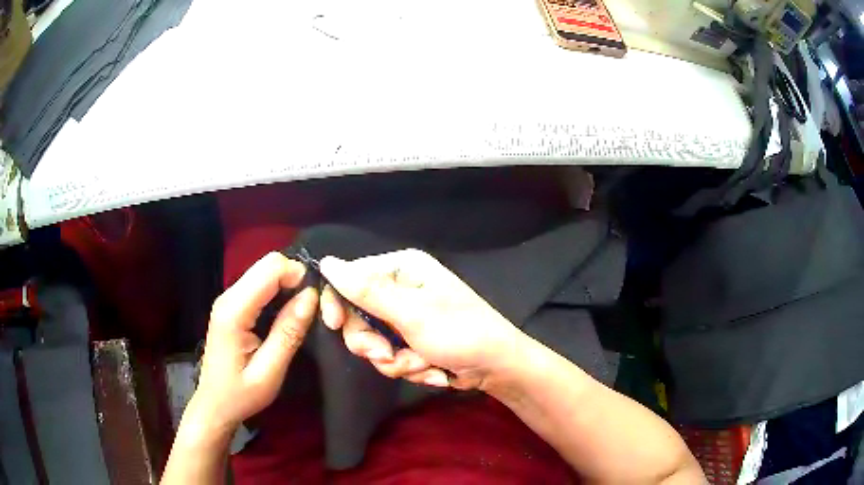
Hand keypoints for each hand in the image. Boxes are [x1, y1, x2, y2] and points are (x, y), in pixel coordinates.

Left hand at [189, 252, 317, 433]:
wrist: (214, 405)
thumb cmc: (240, 394)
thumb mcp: (269, 372)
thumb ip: (288, 333)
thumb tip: (311, 296)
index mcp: (234, 311)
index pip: (270, 269)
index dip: (298, 276)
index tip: (316, 302)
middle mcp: (228, 296)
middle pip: (267, 264)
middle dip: (294, 278)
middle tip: (312, 308)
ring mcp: (228, 299)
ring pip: (265, 272)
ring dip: (288, 284)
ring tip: (303, 312)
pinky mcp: (232, 305)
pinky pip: (260, 284)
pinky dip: (279, 291)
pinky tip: (287, 314)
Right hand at [319, 249, 522, 389]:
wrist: (497, 367)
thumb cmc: (461, 333)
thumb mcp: (412, 314)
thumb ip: (367, 291)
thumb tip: (327, 263)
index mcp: (402, 269)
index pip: (351, 277)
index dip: (338, 302)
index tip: (334, 325)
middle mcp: (400, 288)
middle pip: (357, 315)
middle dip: (373, 343)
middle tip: (389, 356)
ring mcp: (405, 317)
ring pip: (372, 341)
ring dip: (396, 360)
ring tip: (421, 364)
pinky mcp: (410, 340)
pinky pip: (390, 356)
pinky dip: (409, 366)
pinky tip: (432, 370)